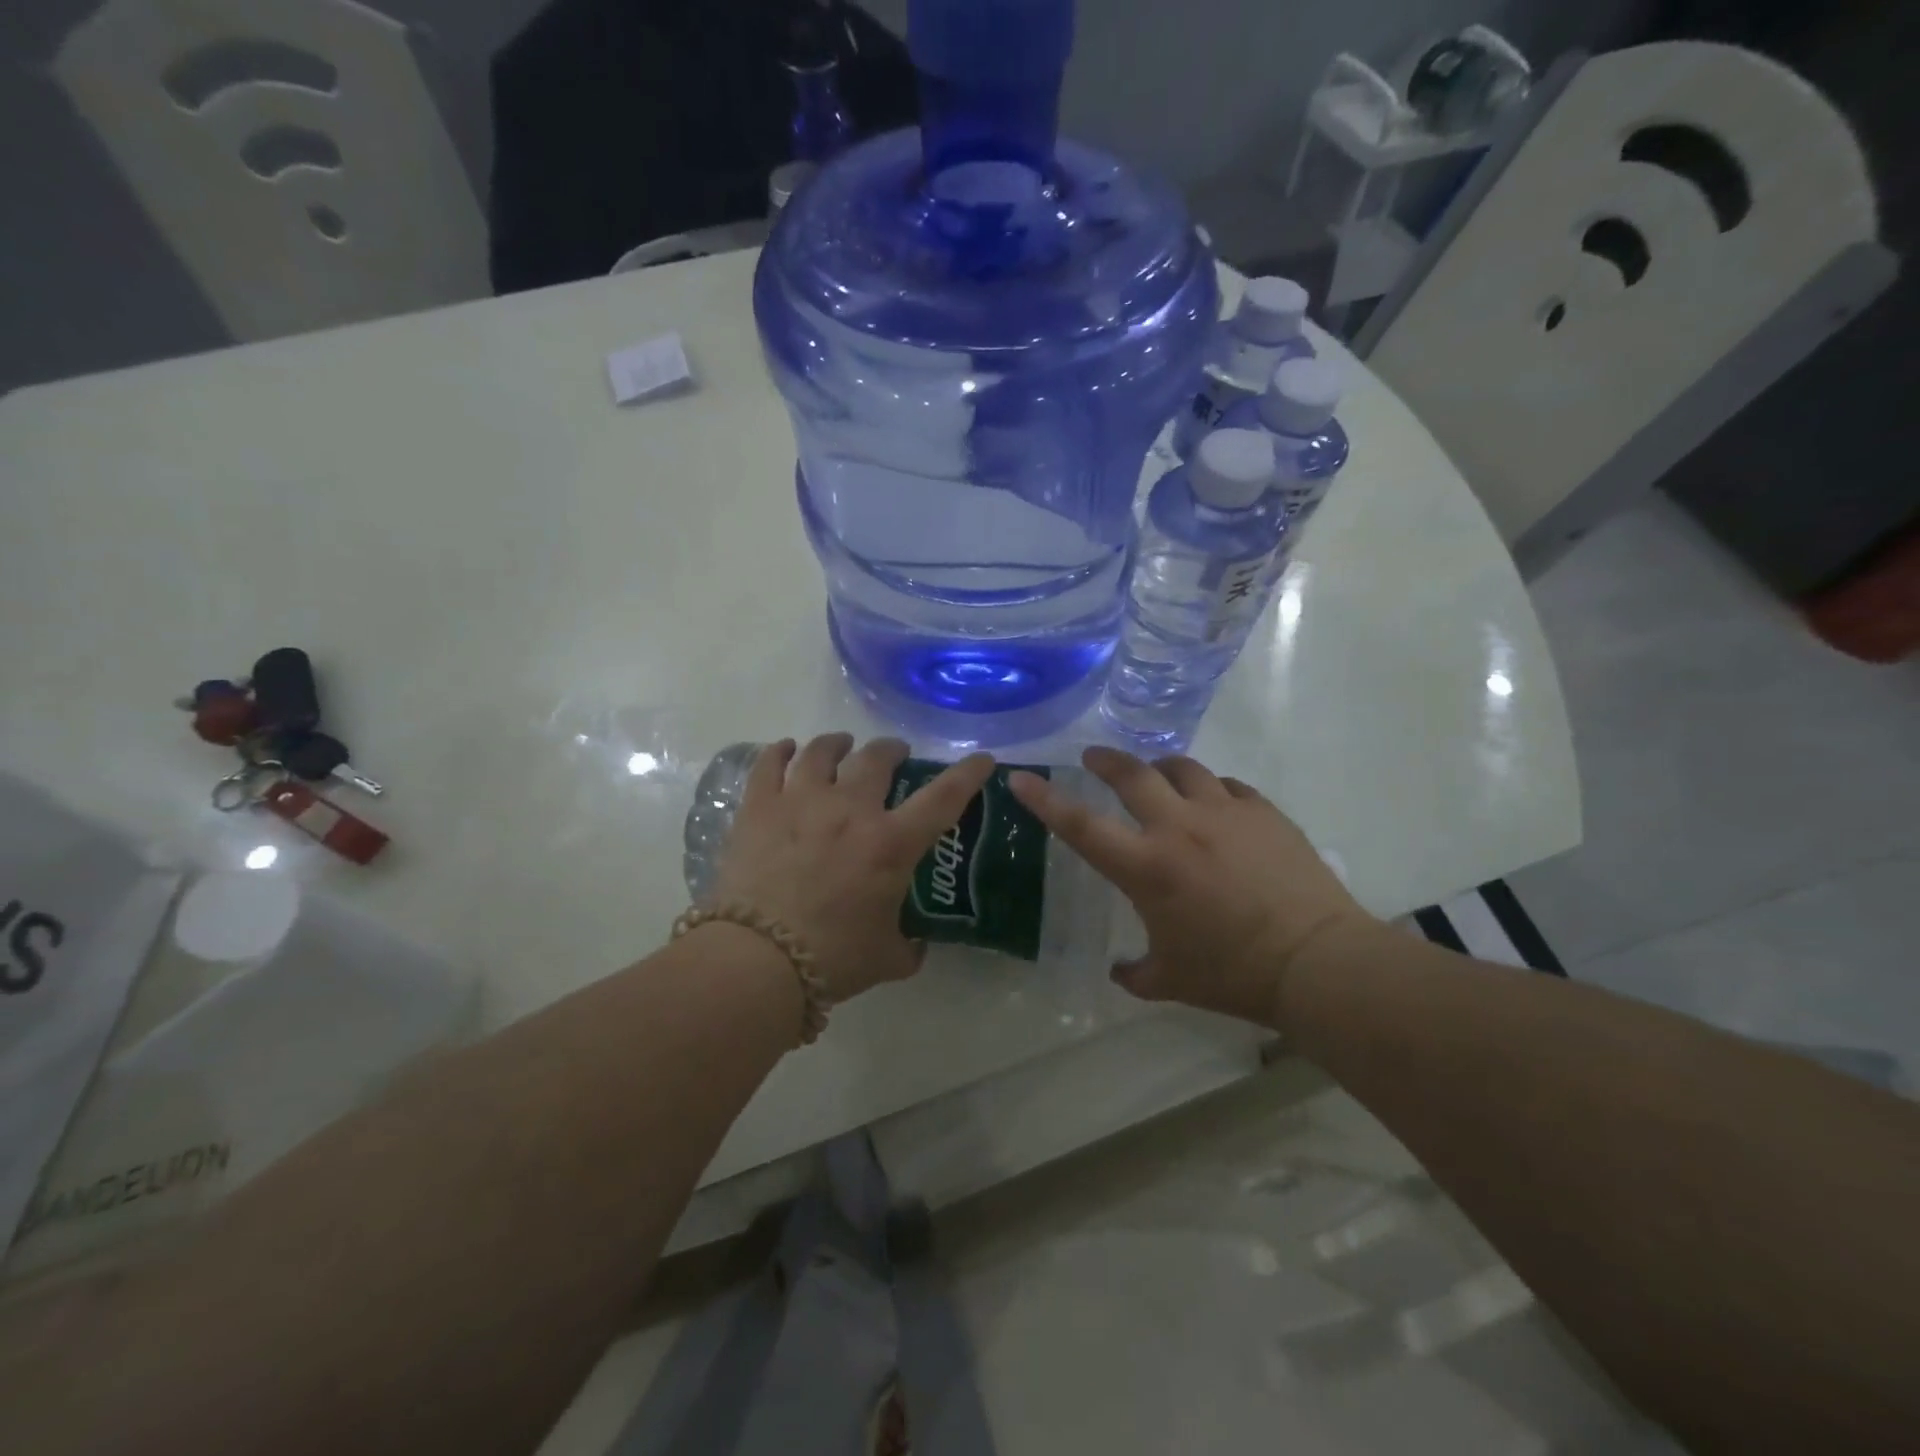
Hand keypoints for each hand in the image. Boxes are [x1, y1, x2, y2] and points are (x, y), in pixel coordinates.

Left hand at [710, 734, 996, 1003]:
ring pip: (823, 751)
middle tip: (895, 754)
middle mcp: (850, 809)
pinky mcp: (759, 808)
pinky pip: (770, 764)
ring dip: (838, 743)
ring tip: (842, 744)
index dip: (967, 774)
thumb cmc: (832, 958)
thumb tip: (915, 945)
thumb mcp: (887, 958)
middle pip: (876, 758)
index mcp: (891, 843)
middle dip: (892, 749)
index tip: (982, 759)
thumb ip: (909, 947)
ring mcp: (801, 801)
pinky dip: (781, 751)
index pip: (943, 797)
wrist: (757, 960)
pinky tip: (787, 749)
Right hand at [1008, 747, 1372, 1028]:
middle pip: (1131, 774)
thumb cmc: (1234, 974)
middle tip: (1093, 758)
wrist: (1318, 961)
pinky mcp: (1263, 812)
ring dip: (1160, 768)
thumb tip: (1119, 971)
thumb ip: (1135, 973)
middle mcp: (1178, 828)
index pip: (1080, 825)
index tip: (1021, 777)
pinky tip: (1215, 805)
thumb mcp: (1171, 980)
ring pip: (1182, 768)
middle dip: (1105, 760)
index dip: (1044, 799)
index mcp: (1146, 868)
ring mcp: (1224, 813)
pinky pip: (1227, 787)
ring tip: (1157, 776)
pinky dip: (1211, 790)